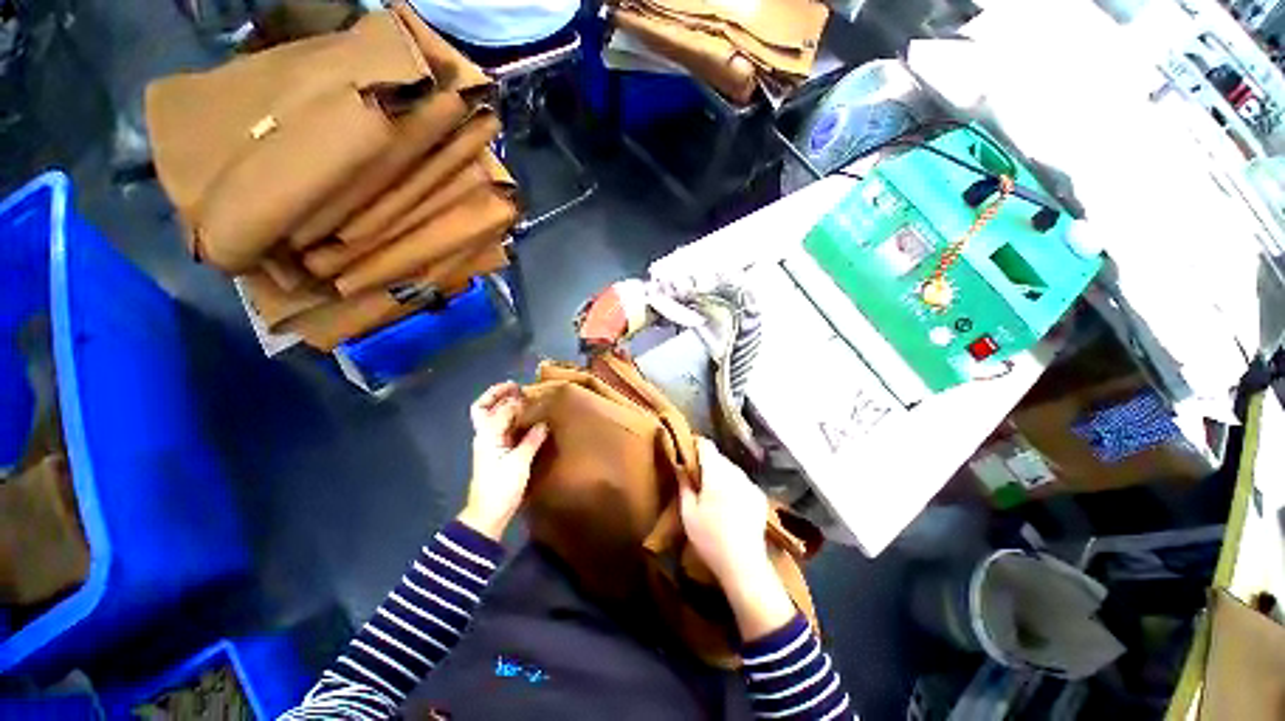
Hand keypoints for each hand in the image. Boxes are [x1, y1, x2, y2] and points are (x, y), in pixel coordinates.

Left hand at [458, 382, 547, 540]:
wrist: (488, 514)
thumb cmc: (501, 488)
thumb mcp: (518, 463)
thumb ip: (531, 440)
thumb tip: (543, 423)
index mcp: (487, 436)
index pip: (499, 410)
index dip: (512, 400)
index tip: (528, 393)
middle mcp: (485, 436)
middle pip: (483, 409)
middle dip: (496, 395)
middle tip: (515, 386)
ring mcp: (490, 444)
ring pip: (492, 417)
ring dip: (504, 405)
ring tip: (523, 398)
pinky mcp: (497, 452)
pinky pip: (502, 428)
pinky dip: (511, 419)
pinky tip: (526, 419)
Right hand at [680, 439, 794, 639]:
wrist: (744, 565)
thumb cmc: (710, 538)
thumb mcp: (688, 513)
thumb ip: (684, 484)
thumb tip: (680, 465)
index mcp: (717, 473)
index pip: (706, 445)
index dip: (695, 445)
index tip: (686, 453)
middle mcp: (736, 473)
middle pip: (719, 457)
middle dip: (706, 462)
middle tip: (695, 477)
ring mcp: (750, 484)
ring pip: (731, 468)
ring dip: (720, 473)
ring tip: (711, 491)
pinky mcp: (759, 496)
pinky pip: (741, 481)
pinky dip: (732, 484)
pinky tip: (728, 503)